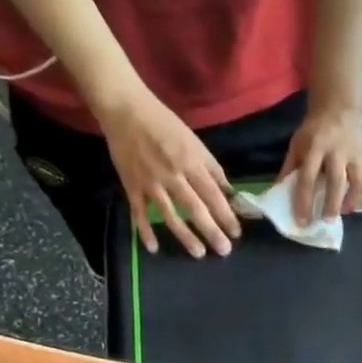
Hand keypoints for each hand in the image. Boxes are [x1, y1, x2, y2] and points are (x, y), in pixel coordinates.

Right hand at [99, 88, 240, 257]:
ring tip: (198, 253)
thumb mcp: (194, 141)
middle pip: (195, 208)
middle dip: (211, 230)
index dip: (226, 214)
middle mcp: (172, 175)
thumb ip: (212, 168)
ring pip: (169, 215)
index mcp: (190, 162)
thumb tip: (229, 192)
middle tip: (224, 250)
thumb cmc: (164, 123)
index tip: (236, 232)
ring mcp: (150, 183)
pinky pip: (138, 212)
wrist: (125, 109)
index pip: (213, 194)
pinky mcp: (131, 186)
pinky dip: (144, 231)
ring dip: (185, 236)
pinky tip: (153, 248)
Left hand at [280, 104, 361, 224]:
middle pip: (337, 181)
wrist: (337, 110)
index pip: (308, 177)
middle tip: (326, 221)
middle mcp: (337, 151)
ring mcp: (356, 155)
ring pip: (360, 180)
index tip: (302, 221)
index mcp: (315, 148)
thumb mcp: (297, 145)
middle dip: (332, 203)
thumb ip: (289, 169)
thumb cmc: (313, 133)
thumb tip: (278, 195)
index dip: (304, 201)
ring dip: (354, 199)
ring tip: (346, 211)